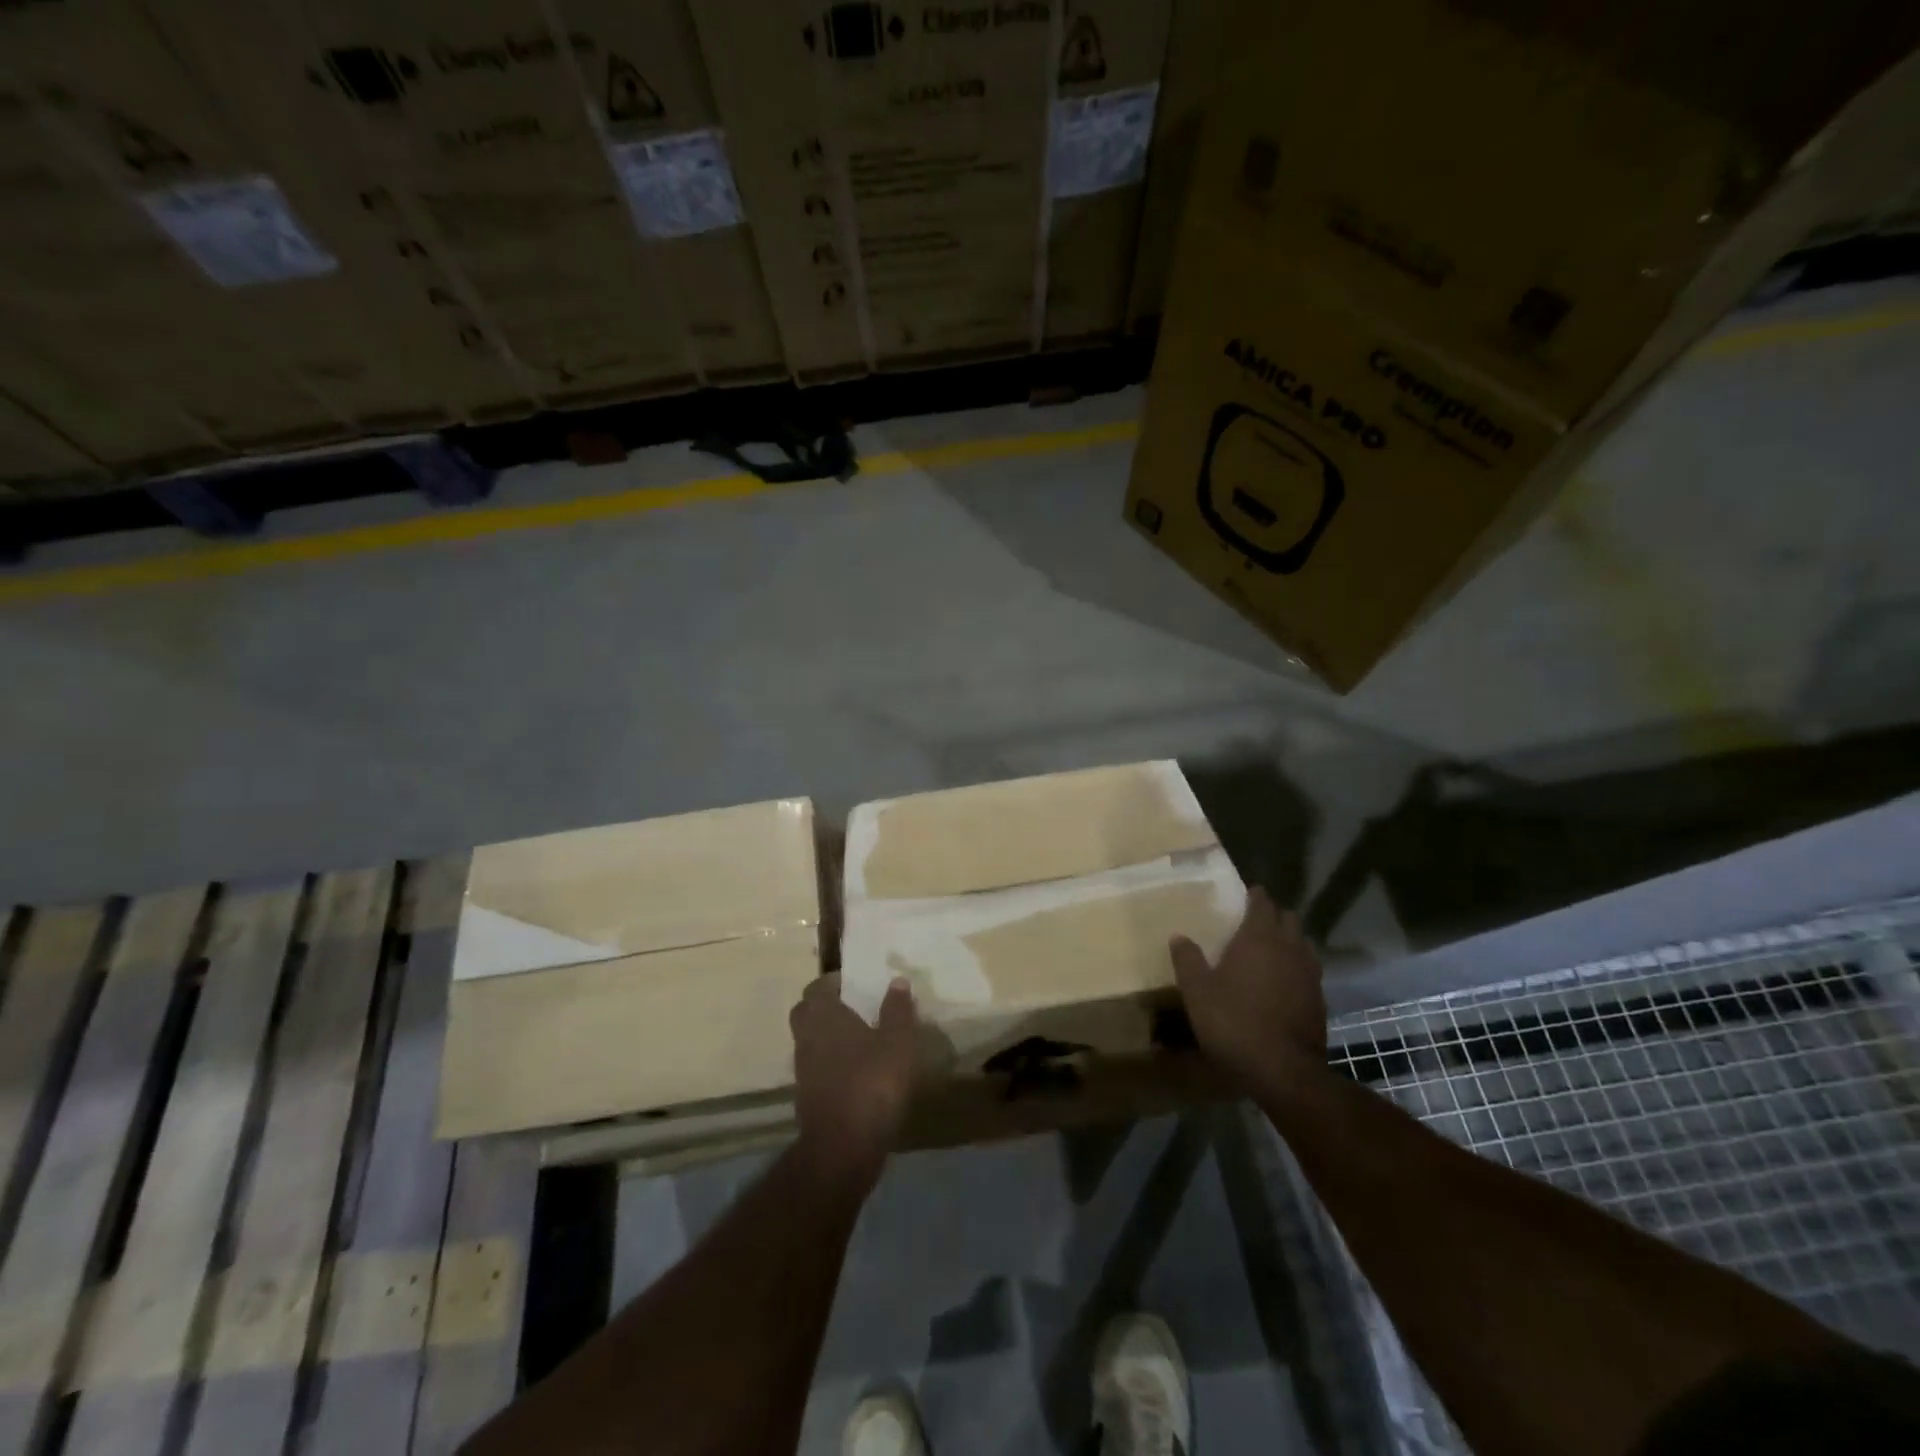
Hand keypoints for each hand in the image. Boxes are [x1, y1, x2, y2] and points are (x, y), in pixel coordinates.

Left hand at [790, 974, 917, 1184]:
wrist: (843, 1148)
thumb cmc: (872, 1083)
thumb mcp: (898, 1042)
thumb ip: (897, 1010)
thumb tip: (897, 980)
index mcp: (824, 1017)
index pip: (817, 987)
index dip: (833, 982)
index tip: (855, 982)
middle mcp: (807, 1038)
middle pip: (806, 1013)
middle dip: (825, 1007)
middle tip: (854, 1007)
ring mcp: (803, 1070)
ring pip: (810, 1041)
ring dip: (828, 1037)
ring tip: (860, 1039)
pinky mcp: (807, 1098)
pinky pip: (817, 1069)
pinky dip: (831, 1064)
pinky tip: (856, 1072)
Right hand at [1170, 888, 1326, 1094]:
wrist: (1283, 1070)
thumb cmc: (1234, 1022)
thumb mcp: (1197, 991)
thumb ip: (1187, 960)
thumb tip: (1179, 936)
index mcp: (1259, 938)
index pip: (1263, 904)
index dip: (1256, 896)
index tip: (1247, 894)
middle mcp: (1289, 948)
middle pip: (1289, 919)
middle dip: (1275, 915)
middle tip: (1256, 921)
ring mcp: (1309, 974)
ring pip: (1303, 944)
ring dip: (1290, 940)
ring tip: (1272, 950)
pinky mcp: (1320, 1000)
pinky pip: (1310, 971)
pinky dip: (1298, 968)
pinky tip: (1284, 983)